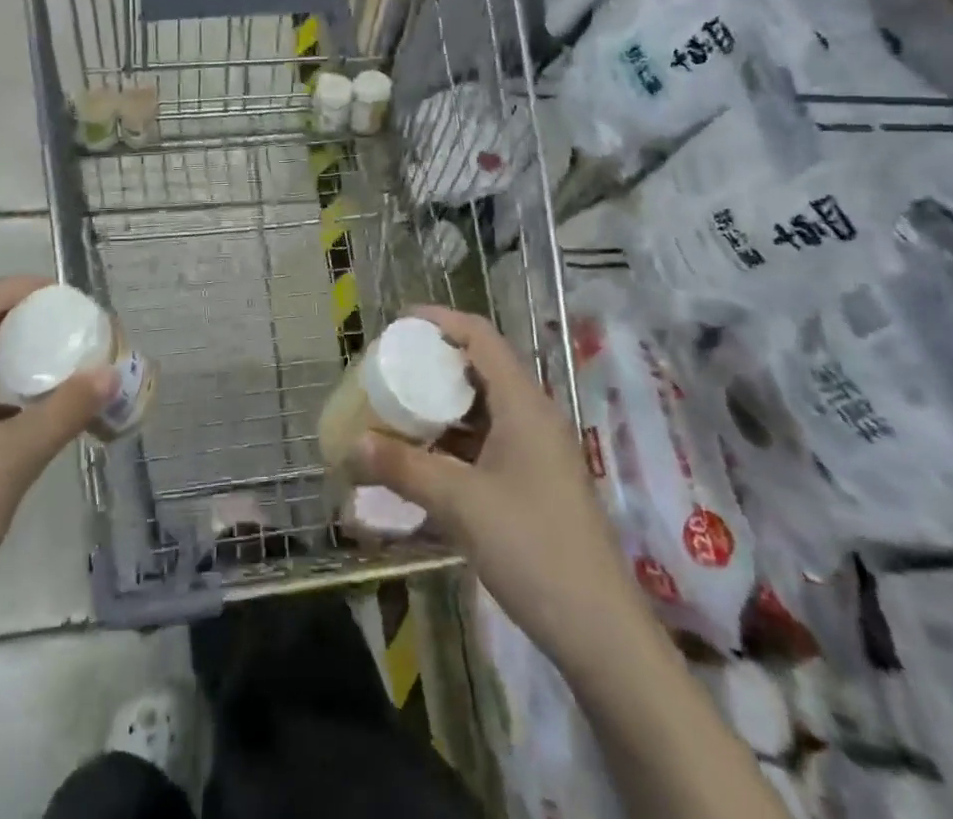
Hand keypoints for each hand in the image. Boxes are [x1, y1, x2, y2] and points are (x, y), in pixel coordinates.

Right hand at [351, 306, 633, 656]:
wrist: (600, 632)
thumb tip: (352, 444)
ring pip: (484, 407)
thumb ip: (404, 468)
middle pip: (481, 367)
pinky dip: (455, 440)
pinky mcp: (535, 481)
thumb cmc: (532, 549)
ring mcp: (537, 451)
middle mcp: (533, 417)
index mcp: (523, 404)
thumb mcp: (460, 504)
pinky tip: (425, 459)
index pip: (480, 336)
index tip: (398, 324)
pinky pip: (489, 441)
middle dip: (434, 364)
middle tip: (390, 370)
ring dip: (442, 405)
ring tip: (398, 410)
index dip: (440, 320)